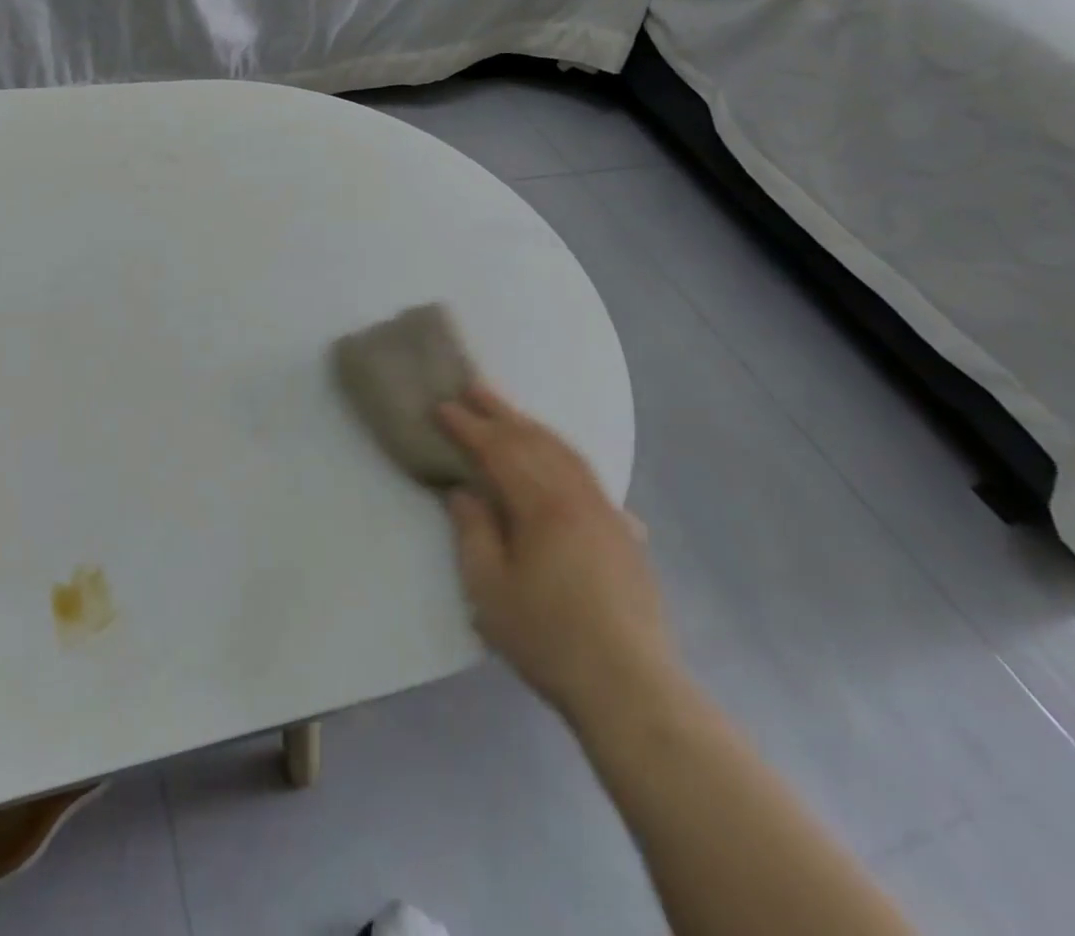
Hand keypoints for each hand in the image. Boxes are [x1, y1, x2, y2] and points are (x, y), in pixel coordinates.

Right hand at [439, 382, 677, 725]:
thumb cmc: (549, 638)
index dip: (468, 426)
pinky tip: (562, 464)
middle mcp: (578, 497)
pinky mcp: (624, 535)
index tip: (442, 406)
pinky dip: (564, 456)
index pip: (499, 451)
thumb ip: (473, 532)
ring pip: (566, 453)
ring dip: (534, 428)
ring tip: (510, 414)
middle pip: (535, 441)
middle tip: (473, 386)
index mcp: (542, 506)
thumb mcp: (489, 590)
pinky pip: (589, 477)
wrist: (632, 687)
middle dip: (501, 412)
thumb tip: (464, 491)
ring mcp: (607, 513)